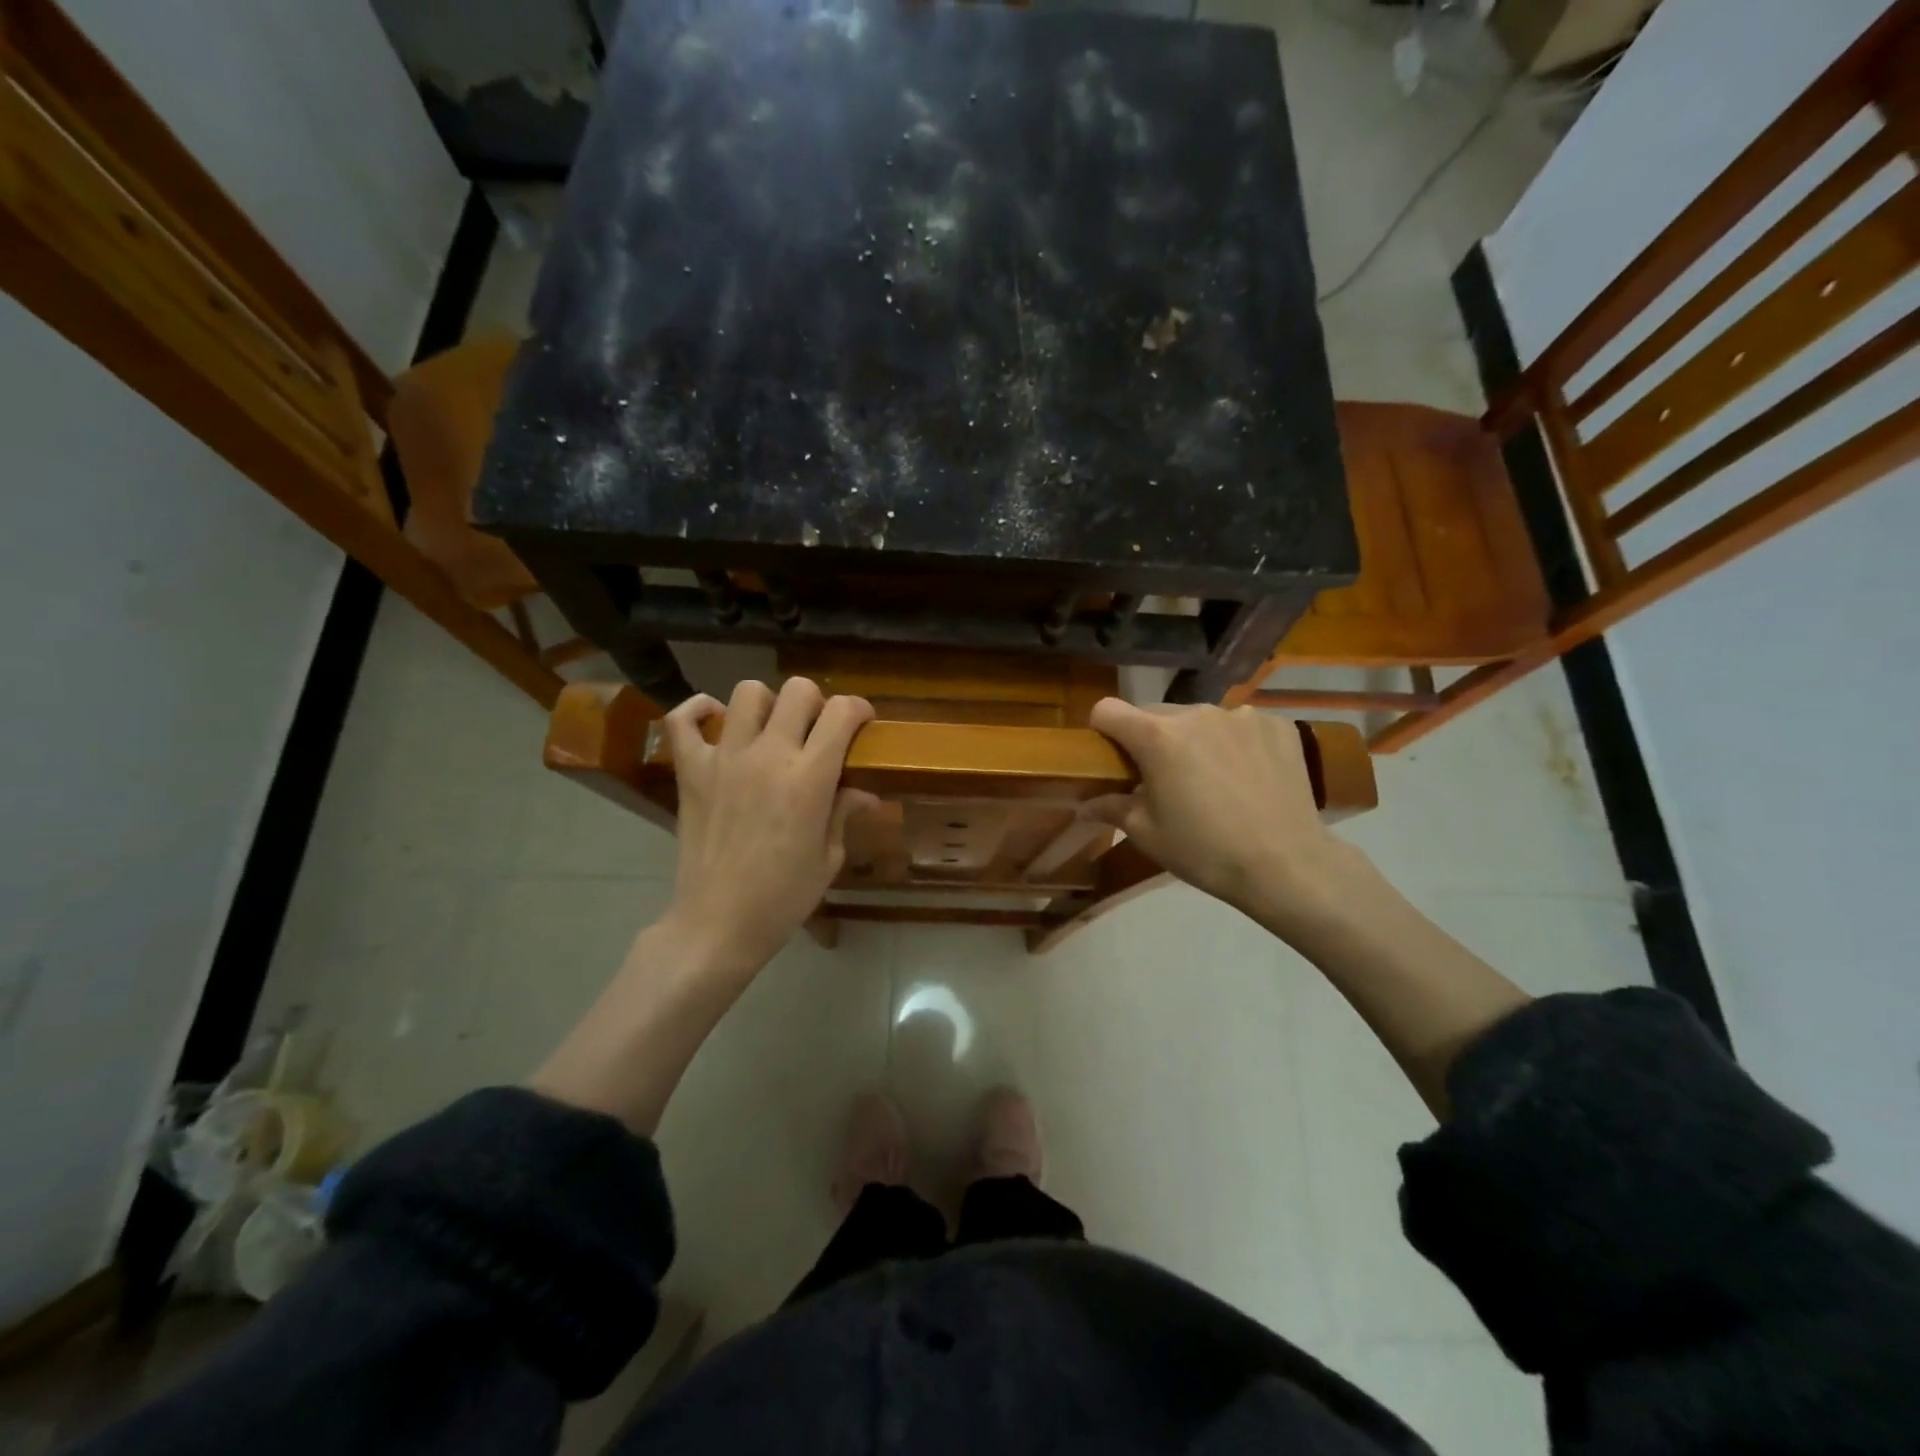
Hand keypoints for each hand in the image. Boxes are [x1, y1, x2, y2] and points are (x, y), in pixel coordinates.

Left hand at [662, 677, 876, 976]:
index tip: (862, 724)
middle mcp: (768, 755)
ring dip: (768, 704)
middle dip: (817, 702)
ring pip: (748, 693)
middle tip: (817, 731)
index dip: (859, 710)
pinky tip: (717, 722)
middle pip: (798, 691)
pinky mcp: (690, 771)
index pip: (842, 713)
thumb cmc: (783, 898)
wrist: (717, 924)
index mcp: (809, 778)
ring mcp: (724, 759)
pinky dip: (699, 710)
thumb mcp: (828, 858)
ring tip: (772, 730)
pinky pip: (683, 719)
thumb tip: (863, 793)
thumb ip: (843, 813)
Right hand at [1085, 699, 1363, 932]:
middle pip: (1155, 713)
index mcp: (1157, 736)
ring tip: (1211, 778)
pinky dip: (1234, 743)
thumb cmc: (1204, 851)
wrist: (1286, 864)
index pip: (1108, 710)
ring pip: (1199, 718)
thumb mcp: (1147, 834)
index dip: (1102, 731)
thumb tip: (1086, 803)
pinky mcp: (1277, 725)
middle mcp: (1196, 713)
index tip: (1112, 757)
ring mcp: (1240, 715)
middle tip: (1162, 777)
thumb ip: (1111, 807)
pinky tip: (1247, 776)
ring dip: (1194, 739)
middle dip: (1150, 738)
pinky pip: (1240, 725)